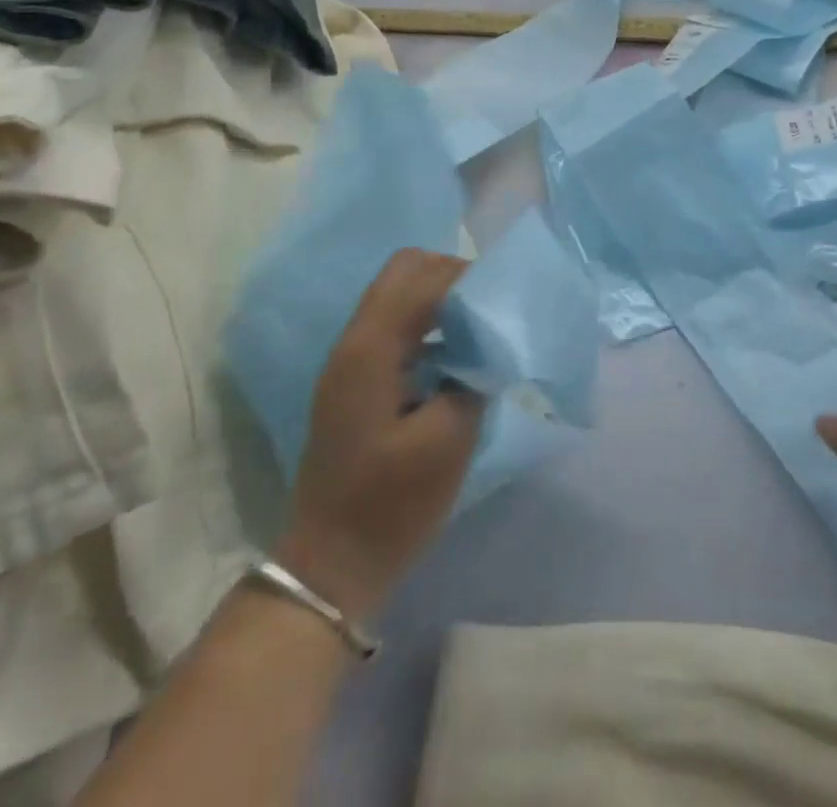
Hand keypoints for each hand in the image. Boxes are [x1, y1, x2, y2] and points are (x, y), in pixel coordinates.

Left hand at [278, 249, 483, 623]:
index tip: (505, 300)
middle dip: (452, 276)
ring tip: (481, 328)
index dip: (468, 279)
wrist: (330, 565)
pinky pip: (396, 326)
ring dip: (440, 298)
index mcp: (371, 349)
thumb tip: (488, 347)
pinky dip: (429, 324)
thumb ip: (472, 379)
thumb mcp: (447, 442)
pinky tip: (456, 356)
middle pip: (404, 271)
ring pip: (398, 294)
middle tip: (491, 307)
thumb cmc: (389, 506)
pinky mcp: (357, 380)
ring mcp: (352, 360)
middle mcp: (355, 340)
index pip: (422, 278)